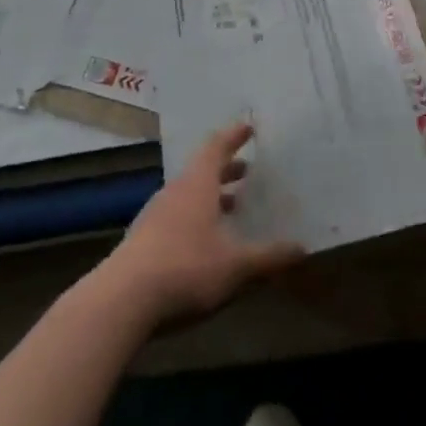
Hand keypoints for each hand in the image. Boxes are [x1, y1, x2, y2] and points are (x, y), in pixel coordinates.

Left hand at [96, 122, 303, 329]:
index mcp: (198, 185)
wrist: (123, 299)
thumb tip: (302, 248)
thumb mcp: (235, 266)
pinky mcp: (143, 239)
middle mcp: (175, 191)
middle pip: (202, 170)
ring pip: (188, 194)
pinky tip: (204, 241)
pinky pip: (175, 216)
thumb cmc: (186, 269)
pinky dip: (194, 217)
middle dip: (226, 170)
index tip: (248, 127)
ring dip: (210, 196)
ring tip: (231, 207)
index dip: (234, 136)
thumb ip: (268, 257)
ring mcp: (155, 214)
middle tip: (248, 171)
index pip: (216, 148)